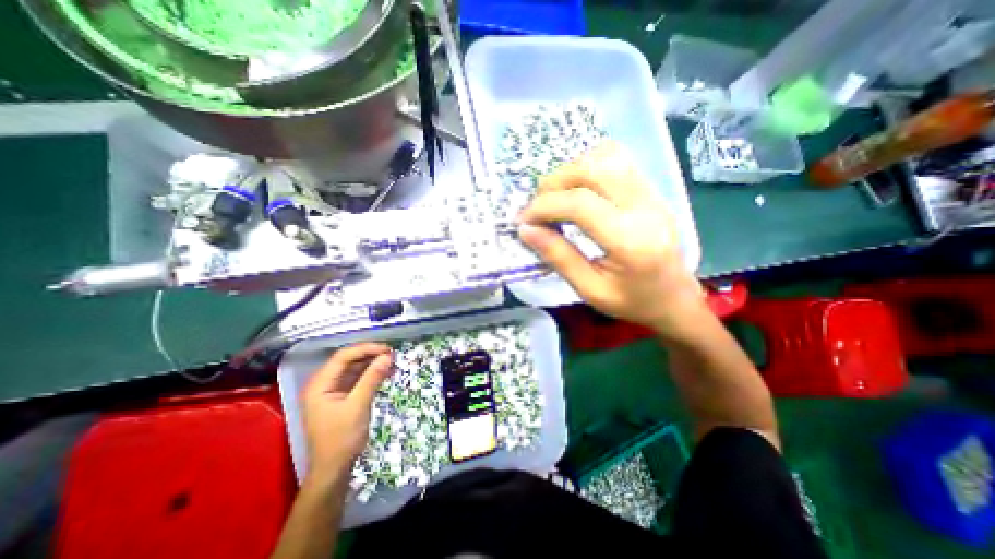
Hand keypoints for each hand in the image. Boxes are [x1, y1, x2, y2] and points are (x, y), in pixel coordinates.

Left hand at [302, 343, 394, 482]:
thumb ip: (372, 379)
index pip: (343, 356)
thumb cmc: (341, 438)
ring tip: (392, 362)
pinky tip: (385, 373)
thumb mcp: (358, 406)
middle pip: (348, 360)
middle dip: (370, 355)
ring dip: (372, 364)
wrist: (333, 469)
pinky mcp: (342, 397)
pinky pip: (357, 379)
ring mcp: (332, 390)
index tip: (387, 349)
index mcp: (319, 384)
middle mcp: (323, 383)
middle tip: (392, 355)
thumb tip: (388, 356)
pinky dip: (371, 375)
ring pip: (354, 369)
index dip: (366, 349)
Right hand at [518, 141, 702, 338]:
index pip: (580, 204)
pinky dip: (589, 166)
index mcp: (630, 241)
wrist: (675, 298)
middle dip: (554, 182)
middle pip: (593, 169)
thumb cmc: (632, 302)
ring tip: (557, 197)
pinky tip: (579, 189)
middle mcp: (645, 208)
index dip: (544, 207)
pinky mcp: (651, 190)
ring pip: (606, 156)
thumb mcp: (590, 290)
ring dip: (571, 171)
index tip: (524, 220)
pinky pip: (618, 160)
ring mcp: (652, 194)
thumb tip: (526, 230)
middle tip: (538, 207)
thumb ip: (558, 257)